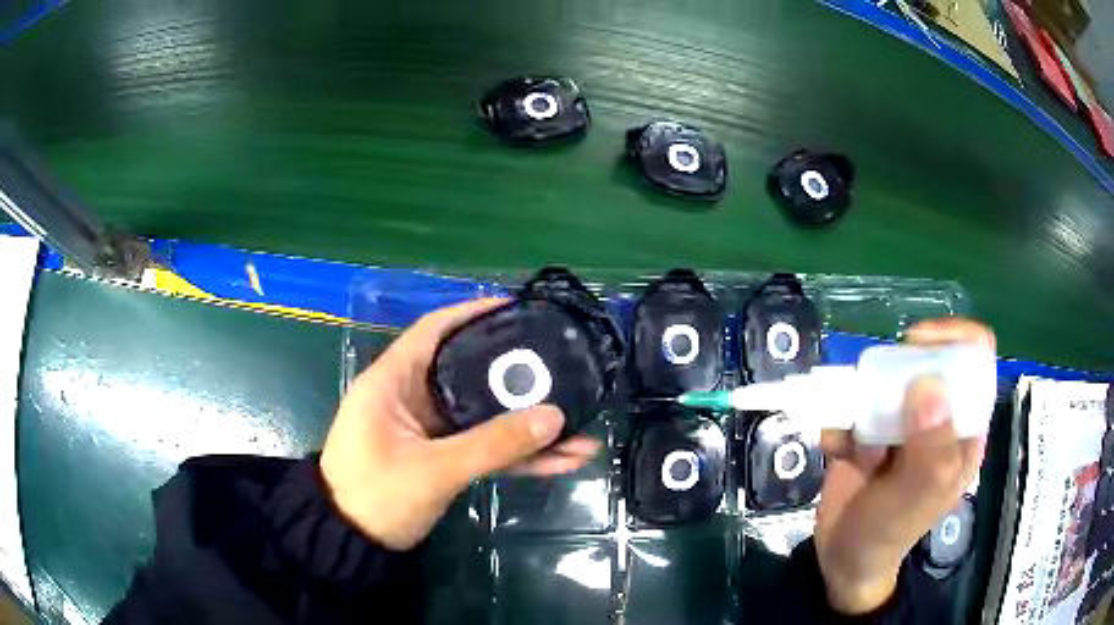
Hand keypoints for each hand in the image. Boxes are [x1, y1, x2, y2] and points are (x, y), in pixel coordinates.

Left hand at [319, 299, 600, 549]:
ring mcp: (428, 431)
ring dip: (527, 427)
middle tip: (563, 367)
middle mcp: (412, 398)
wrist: (352, 544)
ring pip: (484, 417)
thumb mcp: (433, 470)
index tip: (518, 309)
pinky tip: (561, 461)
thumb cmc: (376, 495)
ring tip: (580, 429)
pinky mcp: (441, 458)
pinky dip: (517, 455)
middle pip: (470, 372)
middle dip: (518, 375)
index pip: (435, 330)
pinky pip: (484, 448)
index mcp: (393, 382)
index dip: (473, 313)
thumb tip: (554, 416)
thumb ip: (493, 444)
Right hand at [814, 318, 992, 613]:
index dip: (952, 339)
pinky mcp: (868, 429)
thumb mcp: (917, 496)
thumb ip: (931, 447)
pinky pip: (852, 405)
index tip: (916, 344)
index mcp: (963, 426)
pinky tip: (835, 449)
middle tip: (875, 402)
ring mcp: (901, 422)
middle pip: (924, 360)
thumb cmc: (890, 532)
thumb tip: (927, 383)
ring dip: (861, 405)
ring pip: (883, 381)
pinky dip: (839, 420)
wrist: (842, 560)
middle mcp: (936, 416)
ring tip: (855, 447)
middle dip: (894, 378)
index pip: (974, 358)